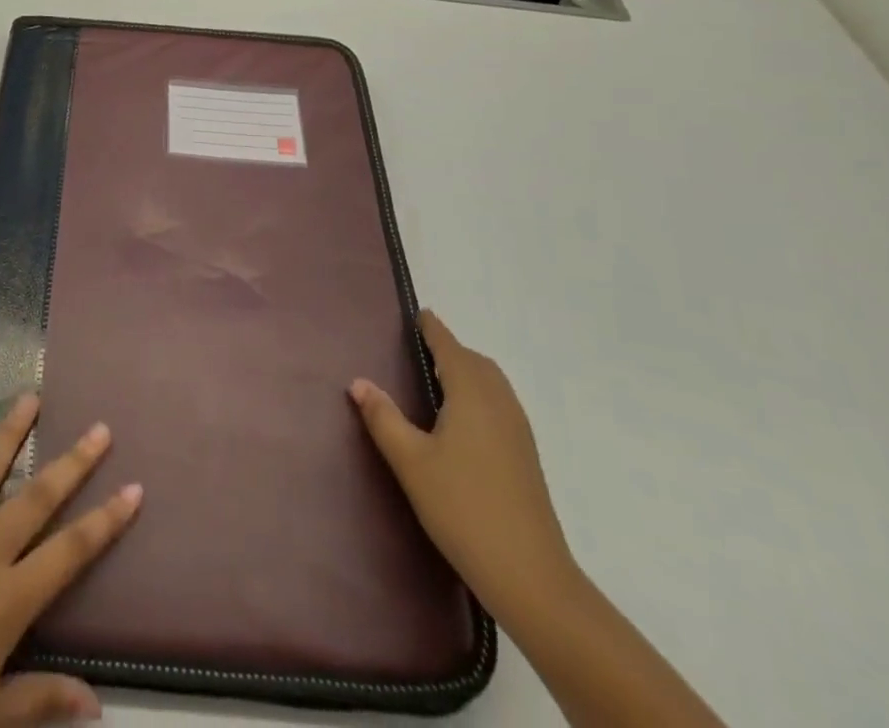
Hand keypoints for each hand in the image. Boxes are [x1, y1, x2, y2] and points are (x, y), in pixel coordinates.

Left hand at [0, 395, 141, 727]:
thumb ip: (41, 702)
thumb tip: (98, 703)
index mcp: (6, 601)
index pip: (71, 551)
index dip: (106, 520)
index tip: (135, 488)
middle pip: (36, 499)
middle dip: (73, 463)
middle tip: (100, 427)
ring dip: (9, 433)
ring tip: (30, 397)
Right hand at [349, 310, 576, 624]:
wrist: (529, 575)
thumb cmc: (462, 507)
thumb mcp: (411, 461)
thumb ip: (383, 417)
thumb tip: (358, 381)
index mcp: (472, 393)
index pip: (449, 346)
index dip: (432, 329)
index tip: (417, 314)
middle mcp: (499, 401)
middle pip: (474, 361)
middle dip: (449, 350)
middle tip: (418, 351)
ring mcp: (518, 429)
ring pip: (491, 383)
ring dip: (466, 372)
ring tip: (435, 383)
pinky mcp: (525, 455)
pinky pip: (499, 404)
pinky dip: (478, 394)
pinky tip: (460, 422)